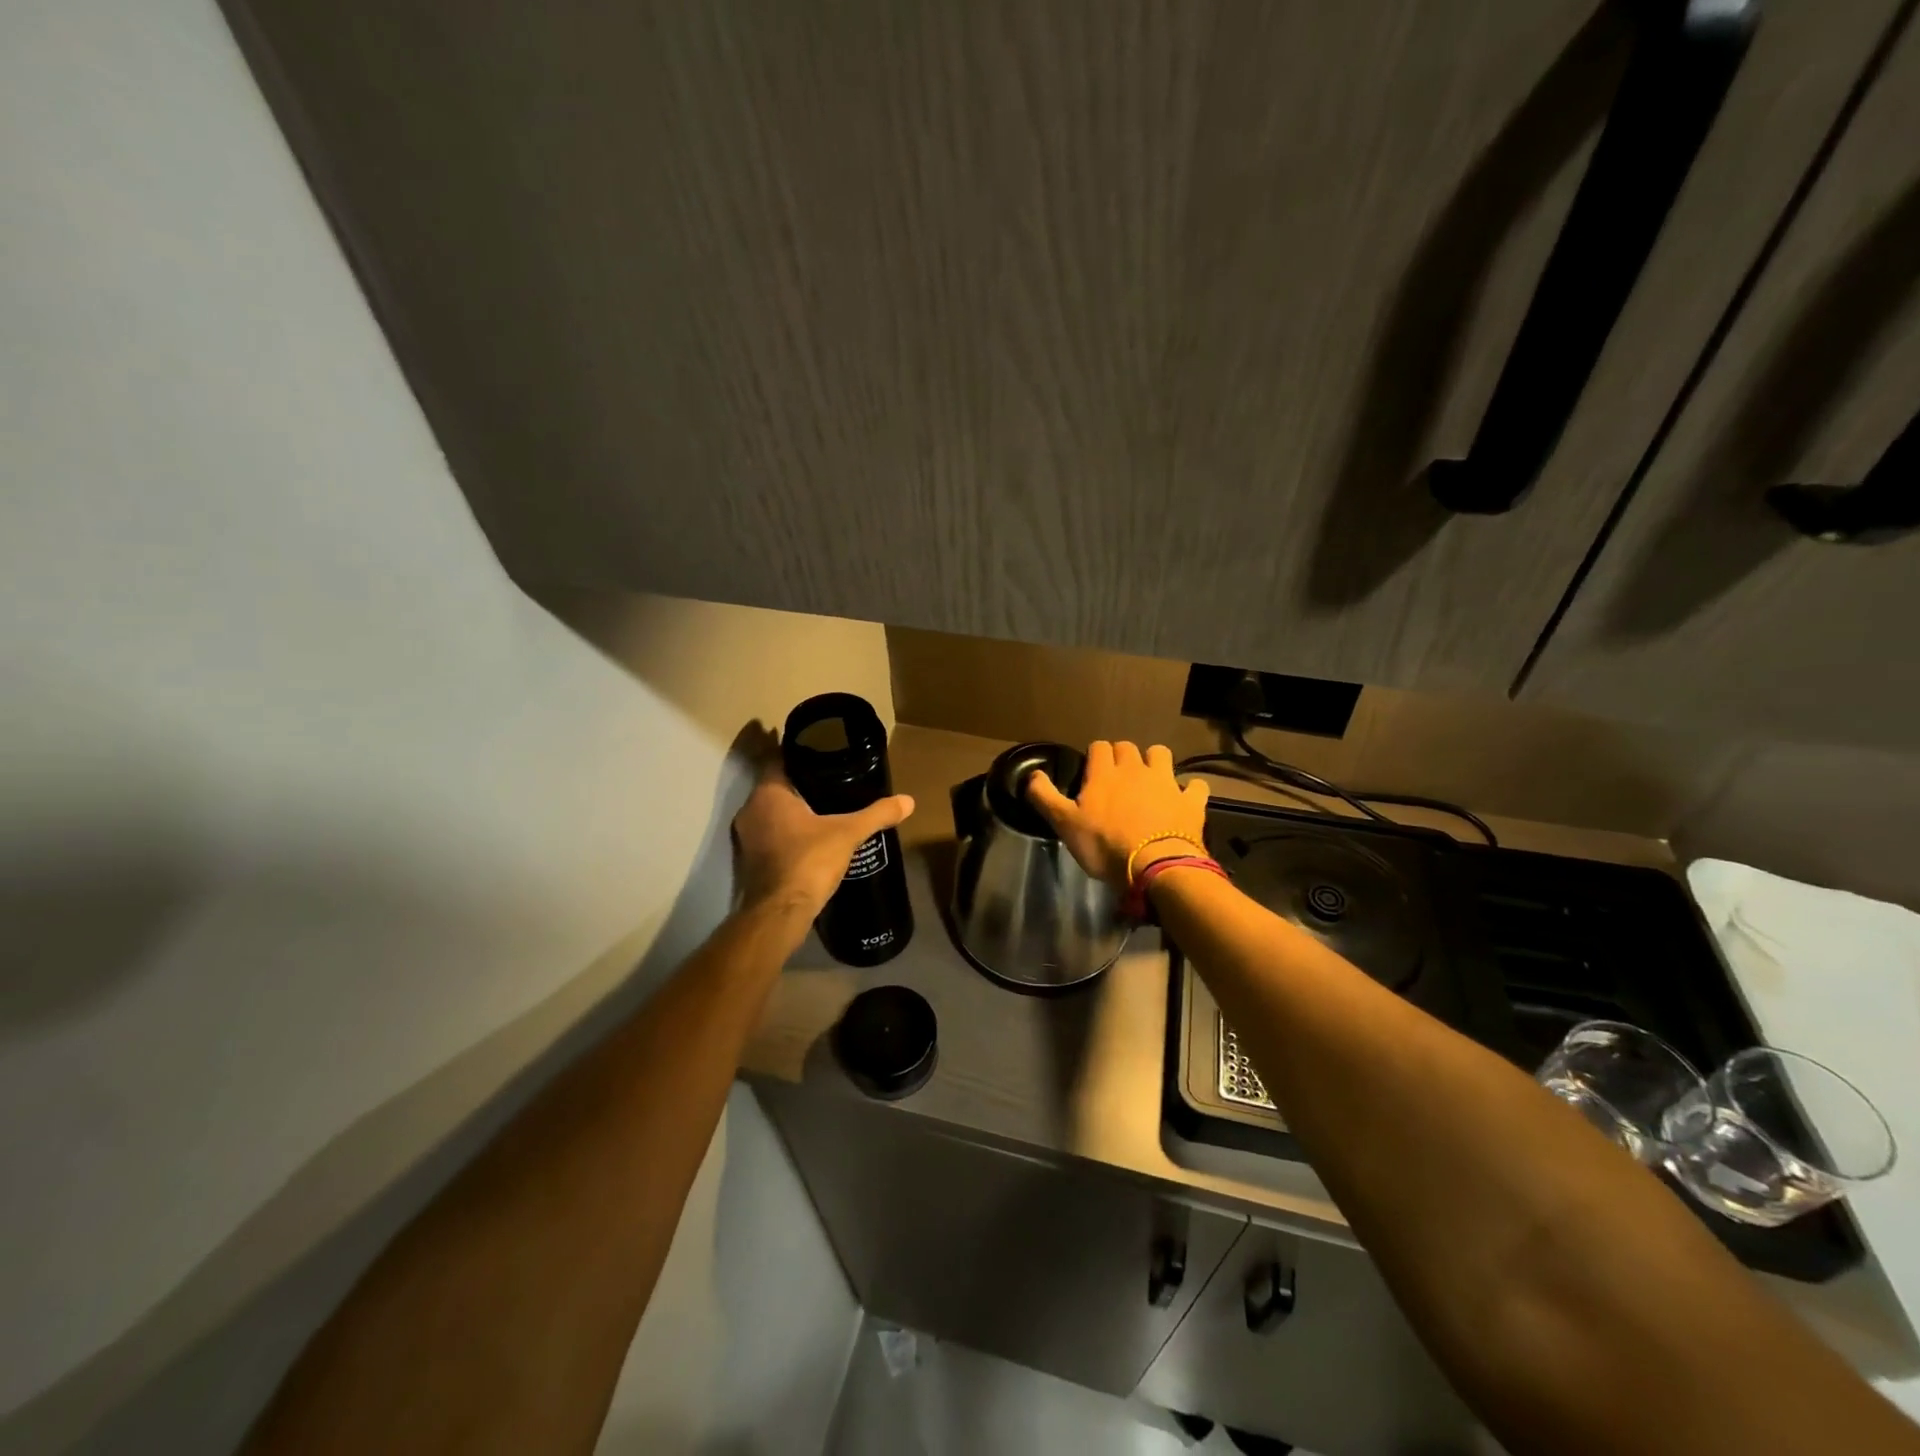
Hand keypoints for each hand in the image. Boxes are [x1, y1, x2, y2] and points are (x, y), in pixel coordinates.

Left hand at [732, 729, 914, 916]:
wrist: (780, 914)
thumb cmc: (809, 861)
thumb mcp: (848, 833)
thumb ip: (877, 814)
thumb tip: (908, 801)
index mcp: (768, 793)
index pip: (779, 760)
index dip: (800, 754)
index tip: (823, 753)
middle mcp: (750, 810)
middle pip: (776, 786)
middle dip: (801, 783)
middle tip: (831, 780)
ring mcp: (746, 837)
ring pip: (771, 813)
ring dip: (793, 810)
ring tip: (825, 808)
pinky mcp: (750, 861)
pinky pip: (771, 835)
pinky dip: (788, 832)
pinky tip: (811, 837)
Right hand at [1027, 741, 1207, 888]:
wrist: (1156, 867)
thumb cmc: (1105, 845)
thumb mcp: (1065, 824)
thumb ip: (1045, 796)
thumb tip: (1032, 773)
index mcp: (1104, 773)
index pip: (1099, 747)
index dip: (1094, 756)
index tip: (1090, 771)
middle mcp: (1136, 769)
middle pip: (1128, 747)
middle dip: (1122, 756)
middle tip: (1116, 777)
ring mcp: (1167, 782)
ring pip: (1161, 754)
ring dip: (1154, 761)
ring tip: (1149, 780)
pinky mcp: (1190, 801)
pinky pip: (1195, 785)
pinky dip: (1189, 789)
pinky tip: (1184, 798)